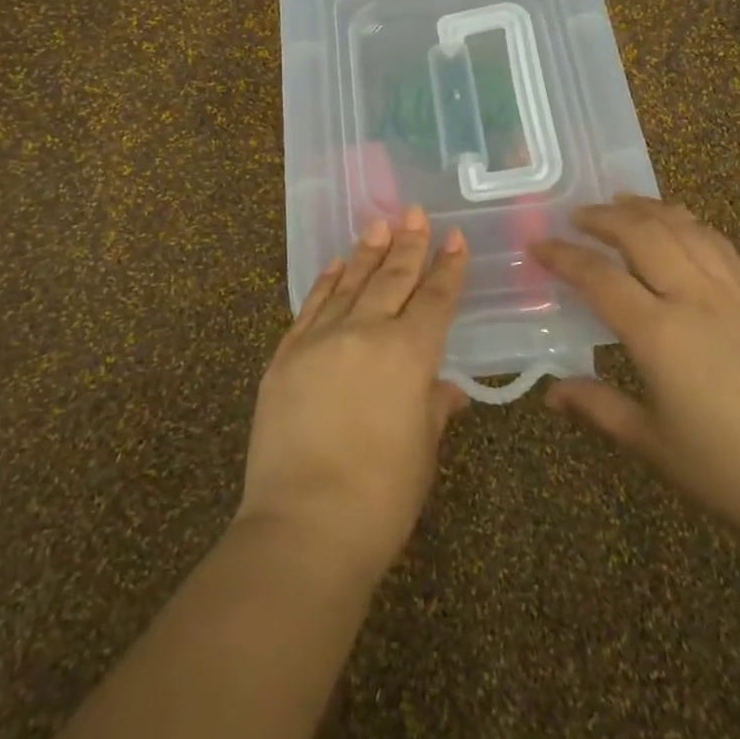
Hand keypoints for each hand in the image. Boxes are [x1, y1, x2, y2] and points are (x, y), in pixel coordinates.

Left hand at [237, 207, 470, 582]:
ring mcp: (319, 341)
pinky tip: (335, 266)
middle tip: (414, 213)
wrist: (304, 526)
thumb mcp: (422, 450)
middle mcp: (364, 333)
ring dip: (366, 253)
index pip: (434, 299)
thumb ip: (433, 407)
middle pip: (392, 279)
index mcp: (408, 354)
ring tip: (378, 225)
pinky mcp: (285, 357)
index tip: (454, 238)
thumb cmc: (381, 496)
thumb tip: (447, 388)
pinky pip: (310, 308)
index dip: (448, 268)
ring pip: (348, 285)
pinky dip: (325, 284)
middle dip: (407, 245)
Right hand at [533, 195, 739, 550]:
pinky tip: (679, 224)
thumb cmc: (731, 472)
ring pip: (684, 228)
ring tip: (620, 202)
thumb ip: (598, 407)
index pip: (599, 277)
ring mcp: (735, 293)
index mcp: (660, 334)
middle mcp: (695, 298)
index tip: (538, 245)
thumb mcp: (653, 445)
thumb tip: (551, 393)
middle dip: (603, 217)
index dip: (563, 256)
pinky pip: (720, 244)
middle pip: (642, 234)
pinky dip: (690, 223)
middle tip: (576, 216)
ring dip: (647, 209)